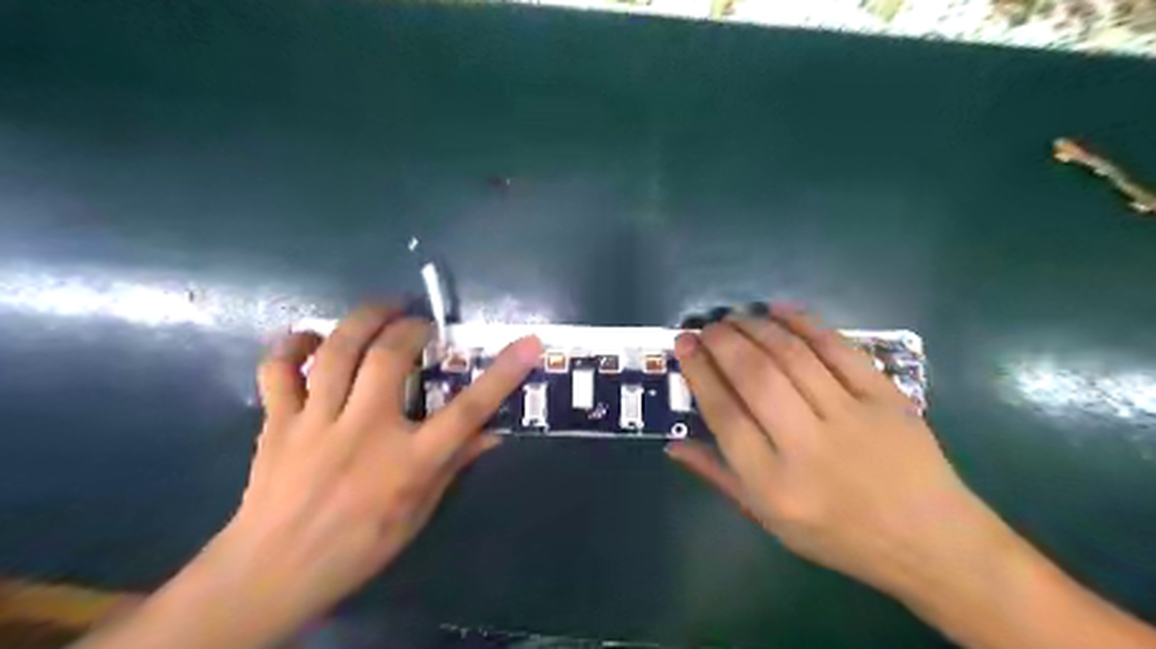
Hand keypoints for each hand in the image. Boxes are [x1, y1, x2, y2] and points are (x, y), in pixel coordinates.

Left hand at [176, 308, 541, 647]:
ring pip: (337, 352)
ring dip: (363, 319)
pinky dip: (292, 345)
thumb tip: (492, 434)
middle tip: (421, 323)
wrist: (273, 574)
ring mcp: (316, 423)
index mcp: (408, 461)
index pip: (468, 410)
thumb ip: (454, 465)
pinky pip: (278, 370)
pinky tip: (312, 337)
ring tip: (381, 309)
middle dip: (411, 327)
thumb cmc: (359, 547)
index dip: (503, 373)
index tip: (529, 344)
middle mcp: (365, 431)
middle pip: (390, 358)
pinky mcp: (278, 423)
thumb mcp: (419, 512)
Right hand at [668, 307, 1013, 600]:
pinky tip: (780, 310)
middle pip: (756, 377)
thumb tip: (672, 444)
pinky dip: (805, 323)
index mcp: (775, 484)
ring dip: (757, 327)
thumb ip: (718, 476)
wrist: (930, 540)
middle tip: (707, 326)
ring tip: (736, 316)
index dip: (699, 373)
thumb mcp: (768, 519)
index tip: (684, 345)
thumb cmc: (838, 535)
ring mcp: (852, 417)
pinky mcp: (886, 397)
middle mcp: (809, 446)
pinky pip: (839, 349)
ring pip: (793, 356)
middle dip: (724, 342)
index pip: (725, 415)